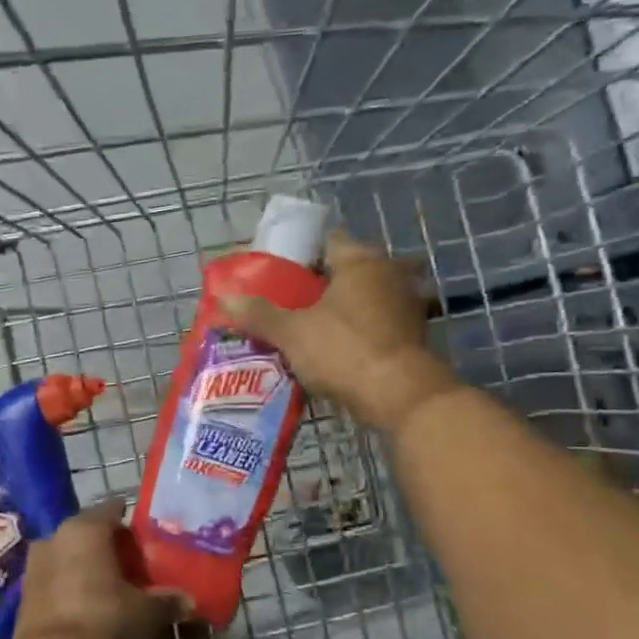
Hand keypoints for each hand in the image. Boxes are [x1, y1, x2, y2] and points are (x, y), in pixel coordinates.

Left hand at [13, 499, 186, 638]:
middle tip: (142, 571)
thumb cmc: (101, 623)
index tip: (153, 542)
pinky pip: (59, 580)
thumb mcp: (145, 614)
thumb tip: (188, 599)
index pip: (114, 509)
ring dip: (93, 570)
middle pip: (92, 534)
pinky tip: (94, 610)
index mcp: (85, 528)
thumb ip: (167, 601)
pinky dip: (75, 588)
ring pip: (73, 557)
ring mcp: (36, 565)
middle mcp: (56, 537)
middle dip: (116, 550)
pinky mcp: (26, 594)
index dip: (135, 524)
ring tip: (120, 593)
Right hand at [217, 230, 458, 431]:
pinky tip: (333, 349)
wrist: (400, 396)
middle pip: (345, 271)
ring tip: (305, 328)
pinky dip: (357, 331)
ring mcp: (406, 304)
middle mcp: (389, 273)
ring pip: (362, 298)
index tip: (277, 275)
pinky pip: (376, 323)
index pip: (327, 241)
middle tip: (285, 303)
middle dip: (317, 286)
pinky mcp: (413, 335)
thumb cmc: (344, 350)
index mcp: (361, 261)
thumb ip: (259, 314)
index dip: (299, 255)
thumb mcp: (291, 333)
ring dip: (339, 310)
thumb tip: (225, 298)